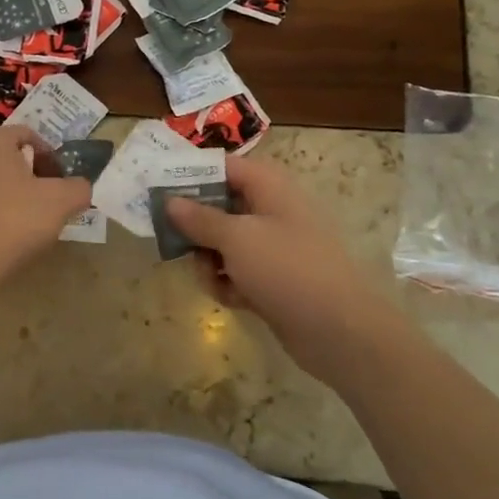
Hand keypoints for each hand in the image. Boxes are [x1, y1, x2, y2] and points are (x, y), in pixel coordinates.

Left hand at [0, 127, 91, 293]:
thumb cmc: (12, 224)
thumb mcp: (61, 203)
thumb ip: (79, 187)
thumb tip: (79, 187)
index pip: (28, 135)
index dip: (50, 157)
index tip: (61, 183)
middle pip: (5, 155)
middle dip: (28, 174)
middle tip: (45, 202)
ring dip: (6, 192)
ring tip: (21, 221)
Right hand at [167, 155, 398, 381]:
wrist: (340, 331)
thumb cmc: (287, 269)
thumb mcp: (236, 238)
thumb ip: (199, 218)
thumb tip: (170, 201)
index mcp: (270, 187)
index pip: (224, 167)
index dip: (191, 175)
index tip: (158, 189)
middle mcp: (273, 211)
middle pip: (220, 205)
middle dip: (196, 226)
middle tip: (173, 240)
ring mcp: (275, 247)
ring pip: (225, 242)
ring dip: (209, 260)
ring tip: (209, 277)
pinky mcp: (274, 280)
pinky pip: (238, 271)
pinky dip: (229, 282)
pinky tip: (230, 298)